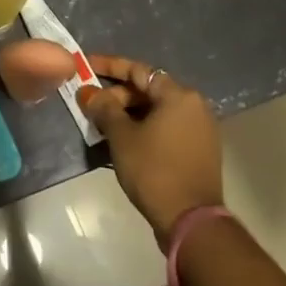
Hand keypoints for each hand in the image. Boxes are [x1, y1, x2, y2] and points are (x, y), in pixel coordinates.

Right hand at [80, 55, 223, 233]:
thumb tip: (88, 92)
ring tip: (101, 124)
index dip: (109, 66)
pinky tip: (123, 140)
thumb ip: (103, 108)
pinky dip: (144, 128)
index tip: (85, 65)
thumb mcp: (121, 136)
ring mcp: (200, 129)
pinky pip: (166, 128)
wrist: (190, 220)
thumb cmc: (153, 170)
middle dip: (117, 95)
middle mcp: (194, 106)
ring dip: (128, 114)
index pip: (138, 70)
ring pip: (156, 111)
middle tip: (90, 105)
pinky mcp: (199, 150)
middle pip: (148, 90)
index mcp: (178, 95)